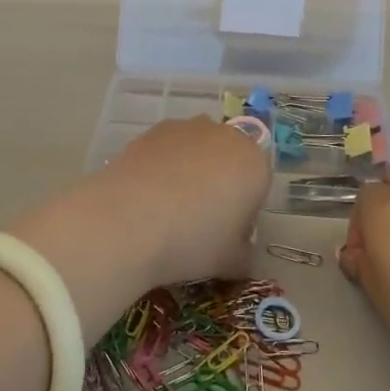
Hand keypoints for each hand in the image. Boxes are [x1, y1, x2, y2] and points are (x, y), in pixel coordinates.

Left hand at [12, 119, 269, 334]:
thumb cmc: (193, 241)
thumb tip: (243, 255)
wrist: (130, 219)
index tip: (227, 235)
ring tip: (168, 209)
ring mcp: (188, 128)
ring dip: (191, 172)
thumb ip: (244, 256)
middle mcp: (226, 136)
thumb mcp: (229, 262)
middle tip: (200, 222)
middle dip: (220, 185)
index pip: (259, 184)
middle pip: (230, 161)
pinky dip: (163, 167)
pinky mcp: (154, 129)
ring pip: (199, 151)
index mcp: (254, 164)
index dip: (245, 211)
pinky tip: (146, 197)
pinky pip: (169, 149)